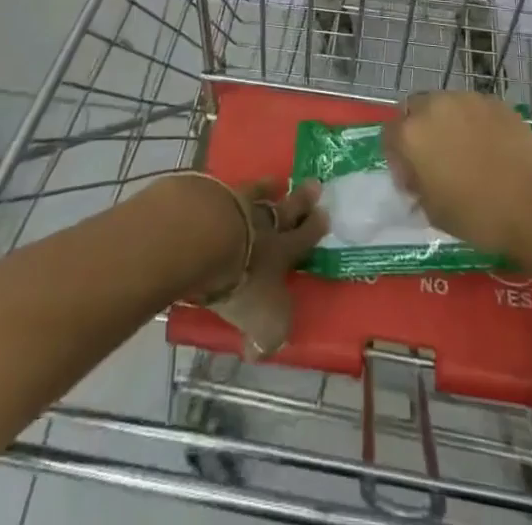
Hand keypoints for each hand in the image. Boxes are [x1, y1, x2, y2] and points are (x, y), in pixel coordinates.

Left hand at [205, 178, 327, 358]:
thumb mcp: (263, 321)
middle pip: (286, 209)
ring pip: (257, 195)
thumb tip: (259, 351)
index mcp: (281, 252)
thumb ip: (267, 336)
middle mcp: (263, 224)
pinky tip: (228, 186)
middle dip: (301, 200)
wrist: (206, 240)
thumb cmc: (242, 282)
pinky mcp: (210, 197)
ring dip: (267, 188)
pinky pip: (226, 191)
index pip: (303, 239)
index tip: (325, 214)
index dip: (314, 228)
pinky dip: (230, 190)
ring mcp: (236, 206)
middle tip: (314, 184)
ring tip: (275, 181)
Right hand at [383, 92, 531, 301]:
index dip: (397, 159)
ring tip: (465, 152)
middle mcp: (433, 106)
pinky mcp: (494, 101)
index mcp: (410, 134)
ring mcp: (466, 99)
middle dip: (418, 131)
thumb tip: (419, 179)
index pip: (388, 135)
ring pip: (444, 105)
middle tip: (435, 160)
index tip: (413, 180)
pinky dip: (473, 122)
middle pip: (413, 109)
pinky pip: (472, 108)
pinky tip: (490, 148)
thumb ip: (418, 188)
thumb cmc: (481, 217)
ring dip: (445, 123)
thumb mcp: (435, 213)